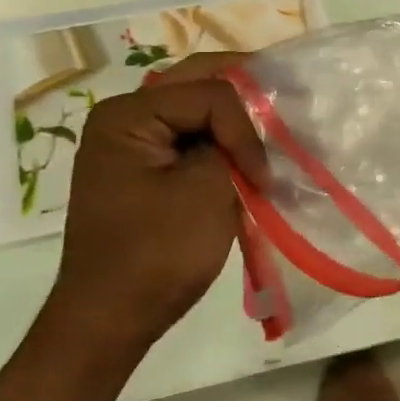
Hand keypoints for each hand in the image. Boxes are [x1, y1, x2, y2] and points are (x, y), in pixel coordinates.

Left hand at [45, 53, 268, 354]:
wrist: (110, 319)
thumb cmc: (156, 254)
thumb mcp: (206, 190)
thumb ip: (233, 145)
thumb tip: (255, 130)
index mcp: (128, 115)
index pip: (210, 94)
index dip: (246, 129)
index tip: (263, 177)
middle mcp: (123, 116)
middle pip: (198, 81)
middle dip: (247, 90)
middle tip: (288, 99)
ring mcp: (130, 142)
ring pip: (195, 105)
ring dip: (235, 112)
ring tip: (273, 122)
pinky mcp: (143, 167)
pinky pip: (188, 134)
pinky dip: (221, 137)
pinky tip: (247, 148)